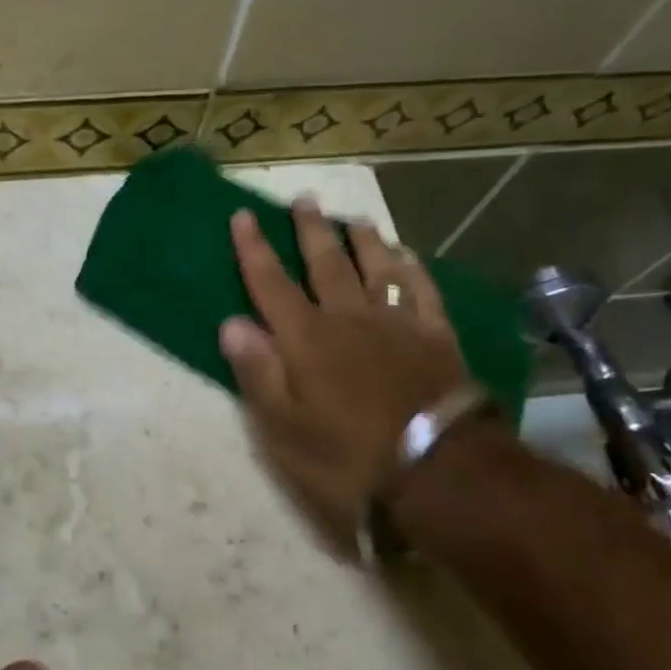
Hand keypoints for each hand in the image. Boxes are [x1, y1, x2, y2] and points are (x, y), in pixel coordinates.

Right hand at [220, 200, 468, 557]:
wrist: (439, 470)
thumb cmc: (348, 455)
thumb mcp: (284, 428)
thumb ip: (258, 372)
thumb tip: (232, 323)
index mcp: (306, 339)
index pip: (270, 284)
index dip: (253, 249)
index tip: (243, 215)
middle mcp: (349, 318)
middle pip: (325, 264)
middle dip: (310, 231)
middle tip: (304, 199)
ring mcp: (397, 324)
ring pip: (376, 268)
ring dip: (363, 241)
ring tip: (354, 220)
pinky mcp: (436, 337)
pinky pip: (423, 291)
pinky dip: (413, 269)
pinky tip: (408, 256)